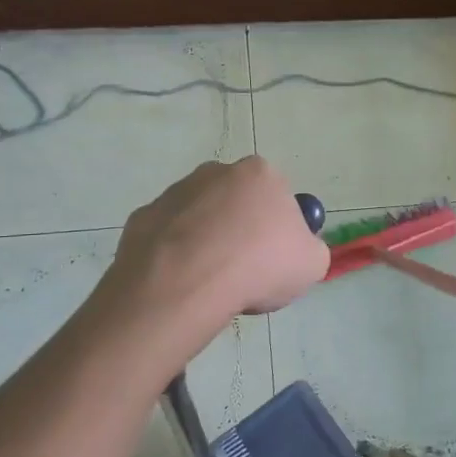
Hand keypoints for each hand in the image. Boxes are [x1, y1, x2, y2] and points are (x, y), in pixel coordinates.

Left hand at [112, 158, 329, 322]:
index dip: (279, 227)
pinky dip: (176, 255)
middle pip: (235, 201)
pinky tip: (182, 281)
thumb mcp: (312, 264)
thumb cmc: (259, 266)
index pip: (277, 194)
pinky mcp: (142, 217)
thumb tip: (296, 250)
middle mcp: (215, 172)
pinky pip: (168, 237)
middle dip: (240, 228)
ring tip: (211, 281)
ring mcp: (174, 192)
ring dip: (207, 240)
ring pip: (199, 216)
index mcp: (259, 174)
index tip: (276, 257)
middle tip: (245, 270)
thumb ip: (309, 248)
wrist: (186, 284)